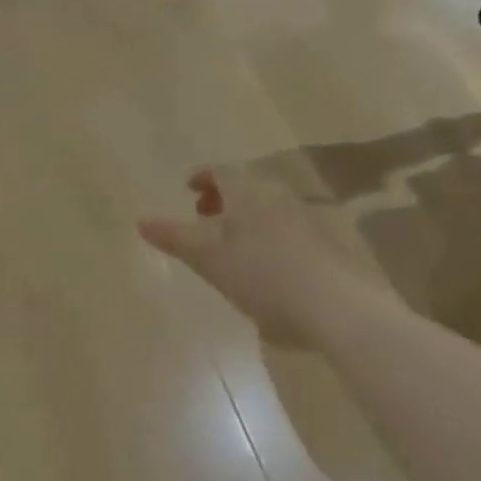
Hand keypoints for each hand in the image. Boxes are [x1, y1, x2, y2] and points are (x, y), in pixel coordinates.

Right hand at [139, 169, 350, 347]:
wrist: (339, 309)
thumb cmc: (263, 278)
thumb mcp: (208, 260)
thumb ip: (174, 238)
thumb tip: (141, 219)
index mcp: (249, 195)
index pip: (222, 172)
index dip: (203, 177)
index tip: (189, 189)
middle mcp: (282, 197)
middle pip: (248, 189)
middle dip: (225, 200)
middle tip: (207, 219)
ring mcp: (312, 219)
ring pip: (272, 209)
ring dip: (250, 219)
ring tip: (237, 246)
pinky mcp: (334, 244)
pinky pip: (295, 229)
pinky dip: (275, 237)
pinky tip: (274, 267)